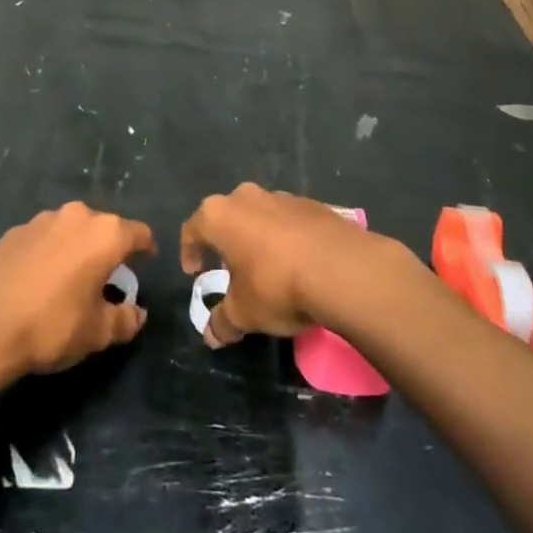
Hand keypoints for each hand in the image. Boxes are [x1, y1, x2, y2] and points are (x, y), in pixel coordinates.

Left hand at [0, 202, 154, 376]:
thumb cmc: (53, 326)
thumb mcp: (98, 333)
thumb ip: (126, 320)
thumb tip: (137, 313)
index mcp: (105, 234)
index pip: (138, 233)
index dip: (146, 248)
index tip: (146, 263)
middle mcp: (77, 216)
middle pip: (103, 228)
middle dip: (108, 249)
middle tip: (106, 279)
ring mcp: (42, 220)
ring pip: (71, 230)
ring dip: (76, 248)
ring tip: (70, 279)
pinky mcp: (14, 231)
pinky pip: (44, 238)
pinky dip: (49, 253)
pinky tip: (38, 280)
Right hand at [180, 182, 399, 346]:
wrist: (342, 269)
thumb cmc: (277, 286)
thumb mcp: (244, 313)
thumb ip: (223, 322)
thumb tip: (211, 335)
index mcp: (219, 215)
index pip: (192, 229)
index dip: (190, 251)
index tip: (195, 272)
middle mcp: (246, 197)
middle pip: (227, 216)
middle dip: (226, 241)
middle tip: (230, 268)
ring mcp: (282, 197)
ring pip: (260, 215)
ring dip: (258, 237)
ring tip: (268, 267)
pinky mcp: (313, 205)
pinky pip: (290, 221)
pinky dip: (288, 238)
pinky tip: (299, 263)